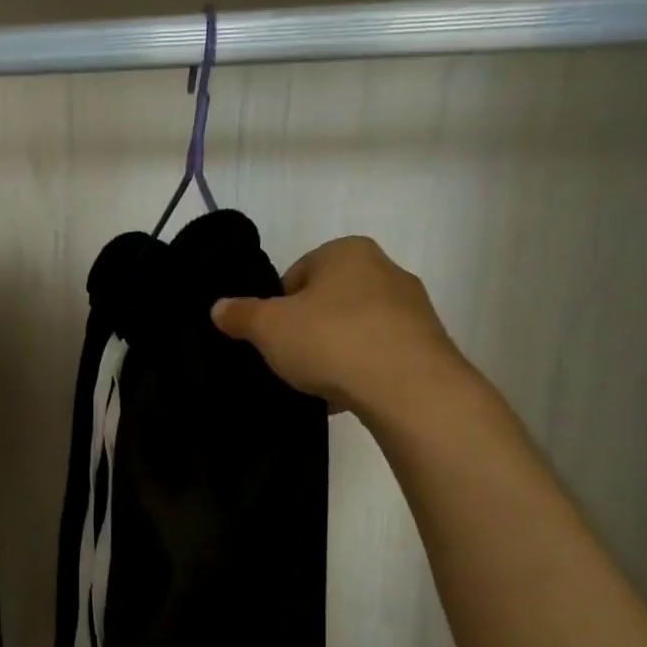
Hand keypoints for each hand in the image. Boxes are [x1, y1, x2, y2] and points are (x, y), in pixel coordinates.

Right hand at [211, 236, 468, 418]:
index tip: (271, 338)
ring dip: (332, 353)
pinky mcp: (427, 343)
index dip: (276, 308)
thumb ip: (240, 315)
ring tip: (317, 384)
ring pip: (352, 329)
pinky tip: (346, 395)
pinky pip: (377, 354)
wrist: (409, 388)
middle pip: (325, 301)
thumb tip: (219, 307)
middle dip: (305, 330)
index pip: (295, 275)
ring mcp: (411, 307)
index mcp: (346, 252)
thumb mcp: (268, 328)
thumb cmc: (331, 340)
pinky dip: (359, 371)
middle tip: (289, 360)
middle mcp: (385, 269)